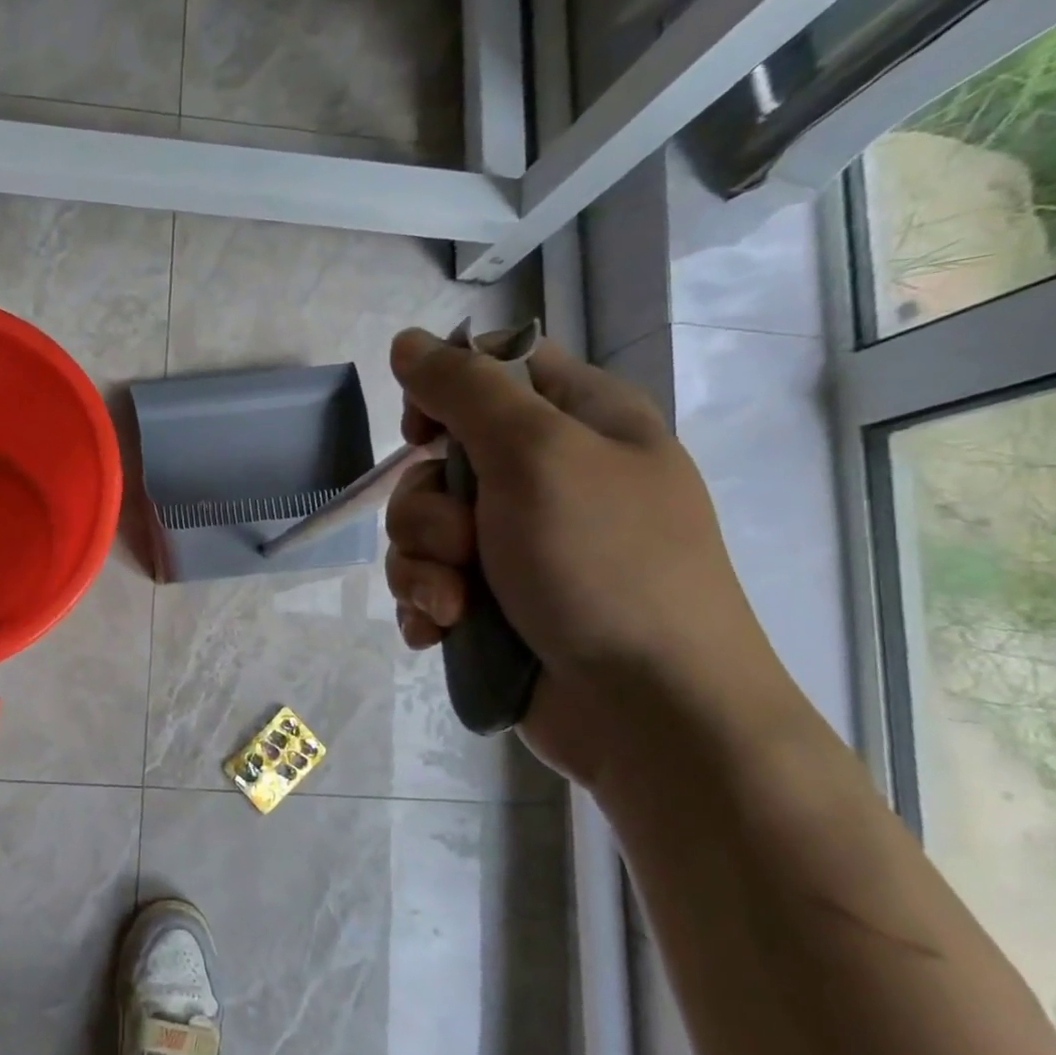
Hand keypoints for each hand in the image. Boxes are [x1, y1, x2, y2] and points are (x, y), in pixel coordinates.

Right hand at [383, 327, 787, 783]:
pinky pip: (427, 583)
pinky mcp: (493, 603)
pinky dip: (425, 606)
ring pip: (422, 530)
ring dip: (422, 568)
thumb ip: (466, 391)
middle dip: (428, 511)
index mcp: (579, 422)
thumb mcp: (537, 456)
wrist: (647, 712)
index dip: (444, 394)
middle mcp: (547, 478)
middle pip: (438, 462)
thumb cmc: (603, 565)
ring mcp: (518, 545)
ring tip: (454, 607)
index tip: (424, 433)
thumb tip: (408, 342)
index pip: (492, 370)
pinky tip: (440, 632)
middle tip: (465, 545)